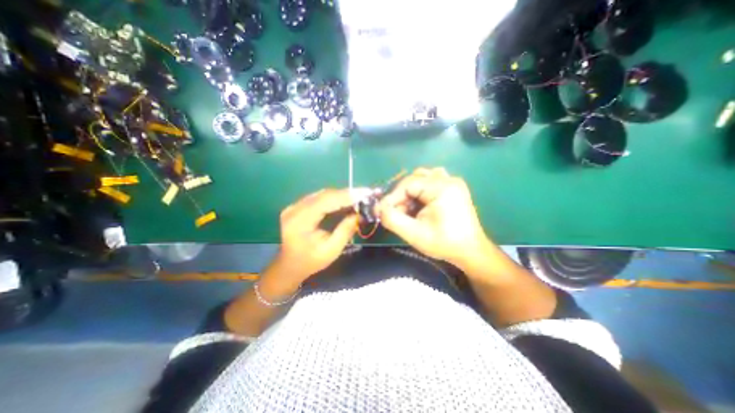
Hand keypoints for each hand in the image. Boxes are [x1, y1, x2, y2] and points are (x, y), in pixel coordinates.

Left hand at [268, 187, 360, 286]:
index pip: (326, 201)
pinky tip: (345, 201)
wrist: (289, 266)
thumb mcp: (331, 250)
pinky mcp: (297, 206)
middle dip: (346, 194)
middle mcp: (294, 209)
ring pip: (322, 194)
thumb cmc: (311, 261)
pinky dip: (333, 198)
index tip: (365, 193)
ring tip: (358, 198)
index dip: (346, 196)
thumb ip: (345, 230)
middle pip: (324, 195)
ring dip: (341, 195)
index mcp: (300, 221)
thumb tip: (359, 214)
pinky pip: (318, 198)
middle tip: (365, 195)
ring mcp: (294, 206)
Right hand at [379, 168, 492, 270]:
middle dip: (401, 196)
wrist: (471, 252)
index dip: (392, 198)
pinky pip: (431, 181)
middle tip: (396, 213)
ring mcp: (453, 182)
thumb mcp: (414, 234)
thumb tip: (379, 209)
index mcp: (441, 188)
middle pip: (414, 179)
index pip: (408, 184)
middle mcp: (448, 179)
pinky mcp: (453, 188)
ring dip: (411, 192)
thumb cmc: (444, 244)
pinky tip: (420, 204)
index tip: (382, 211)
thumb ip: (392, 219)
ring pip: (422, 178)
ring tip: (409, 209)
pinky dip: (421, 191)